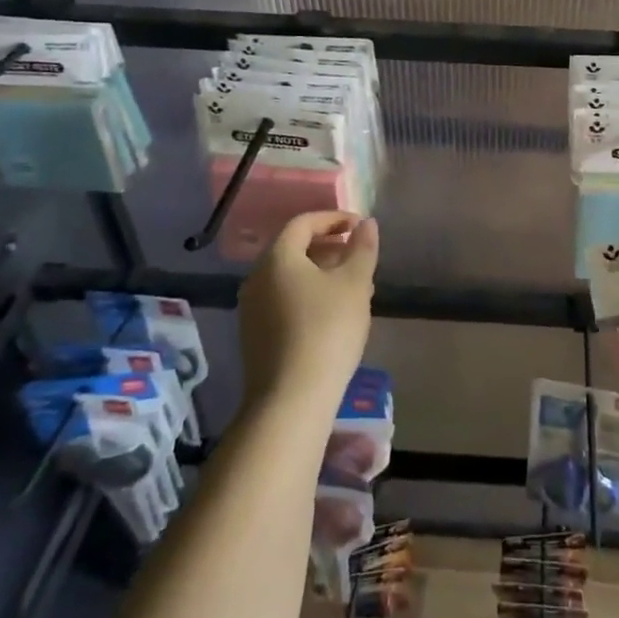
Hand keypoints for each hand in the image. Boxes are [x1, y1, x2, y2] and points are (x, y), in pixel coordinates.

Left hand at [237, 211, 378, 410]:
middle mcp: (257, 278)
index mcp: (277, 258)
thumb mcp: (355, 284)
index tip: (360, 227)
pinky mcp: (256, 335)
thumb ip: (362, 248)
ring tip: (354, 287)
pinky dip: (309, 294)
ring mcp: (252, 309)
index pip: (303, 223)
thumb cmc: (327, 329)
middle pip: (294, 249)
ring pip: (290, 277)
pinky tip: (334, 314)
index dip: (334, 218)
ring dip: (322, 272)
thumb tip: (366, 224)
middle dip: (329, 246)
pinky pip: (284, 299)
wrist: (292, 398)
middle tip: (359, 256)